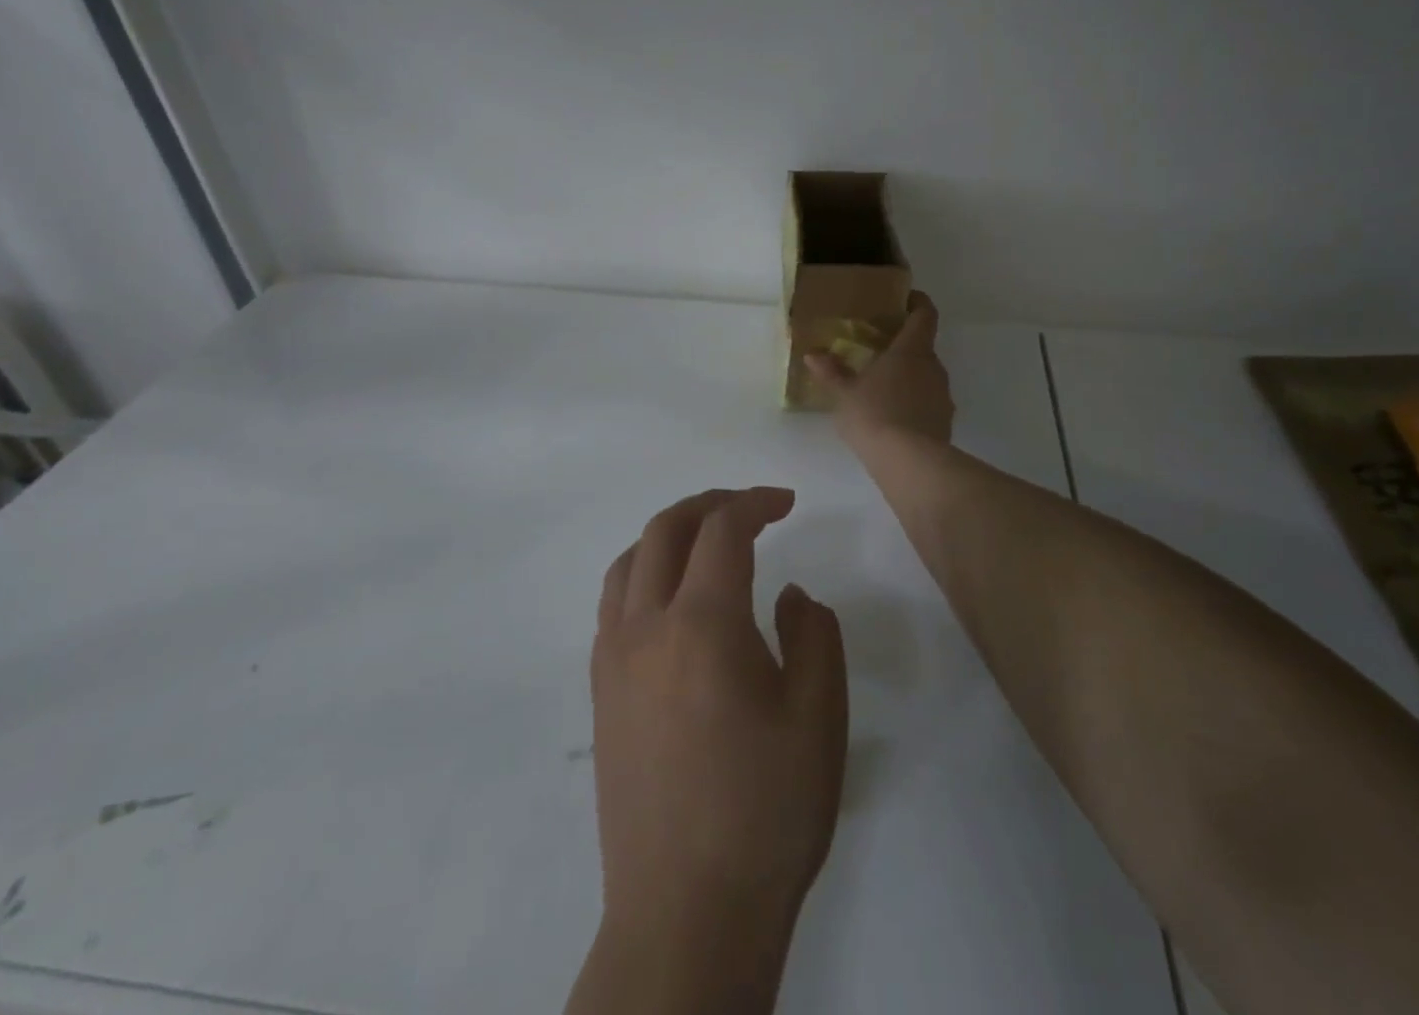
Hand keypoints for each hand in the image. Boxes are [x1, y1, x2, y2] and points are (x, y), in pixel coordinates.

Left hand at [576, 487, 846, 1012]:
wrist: (686, 915)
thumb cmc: (764, 812)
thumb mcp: (818, 716)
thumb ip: (813, 635)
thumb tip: (790, 595)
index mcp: (702, 624)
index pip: (722, 529)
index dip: (755, 502)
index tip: (787, 502)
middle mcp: (645, 627)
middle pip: (666, 529)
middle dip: (710, 504)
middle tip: (750, 508)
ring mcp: (612, 661)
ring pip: (630, 561)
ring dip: (670, 534)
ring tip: (708, 542)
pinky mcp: (599, 695)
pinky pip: (614, 603)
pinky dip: (644, 573)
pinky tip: (672, 601)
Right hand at [807, 290, 953, 447]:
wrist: (909, 462)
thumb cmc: (873, 415)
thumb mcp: (845, 394)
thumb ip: (831, 372)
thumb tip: (812, 355)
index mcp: (911, 350)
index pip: (925, 314)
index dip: (918, 303)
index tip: (905, 300)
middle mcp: (933, 367)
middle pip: (924, 347)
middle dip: (904, 348)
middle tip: (878, 352)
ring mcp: (943, 395)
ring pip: (926, 377)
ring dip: (909, 378)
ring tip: (882, 389)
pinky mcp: (945, 421)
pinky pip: (929, 403)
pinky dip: (914, 404)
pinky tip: (894, 419)